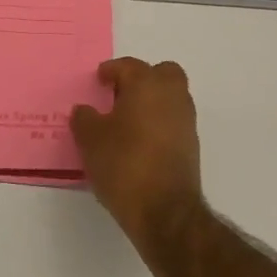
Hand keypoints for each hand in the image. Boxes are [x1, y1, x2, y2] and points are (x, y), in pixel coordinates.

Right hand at [70, 57, 204, 244]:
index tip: (99, 80)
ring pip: (171, 97)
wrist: (164, 211)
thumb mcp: (90, 140)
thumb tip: (85, 110)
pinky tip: (139, 142)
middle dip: (142, 79)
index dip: (111, 70)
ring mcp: (186, 121)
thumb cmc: (123, 164)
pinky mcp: (191, 146)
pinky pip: (173, 121)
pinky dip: (158, 123)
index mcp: (147, 85)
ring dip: (152, 102)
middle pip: (163, 73)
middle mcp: (172, 96)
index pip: (129, 66)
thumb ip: (84, 118)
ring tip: (126, 121)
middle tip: (119, 95)